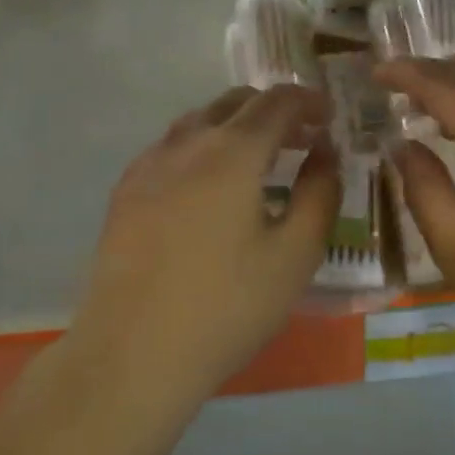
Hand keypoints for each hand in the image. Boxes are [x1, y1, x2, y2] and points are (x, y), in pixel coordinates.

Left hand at [71, 85, 338, 400]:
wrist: (132, 354)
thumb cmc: (227, 306)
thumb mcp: (296, 255)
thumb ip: (319, 193)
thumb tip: (325, 152)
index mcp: (232, 152)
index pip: (277, 101)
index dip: (308, 100)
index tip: (328, 117)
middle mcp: (187, 143)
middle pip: (235, 102)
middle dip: (273, 110)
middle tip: (301, 139)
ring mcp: (149, 165)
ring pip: (199, 121)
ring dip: (235, 126)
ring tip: (258, 160)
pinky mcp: (125, 192)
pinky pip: (171, 148)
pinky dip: (202, 147)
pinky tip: (208, 186)